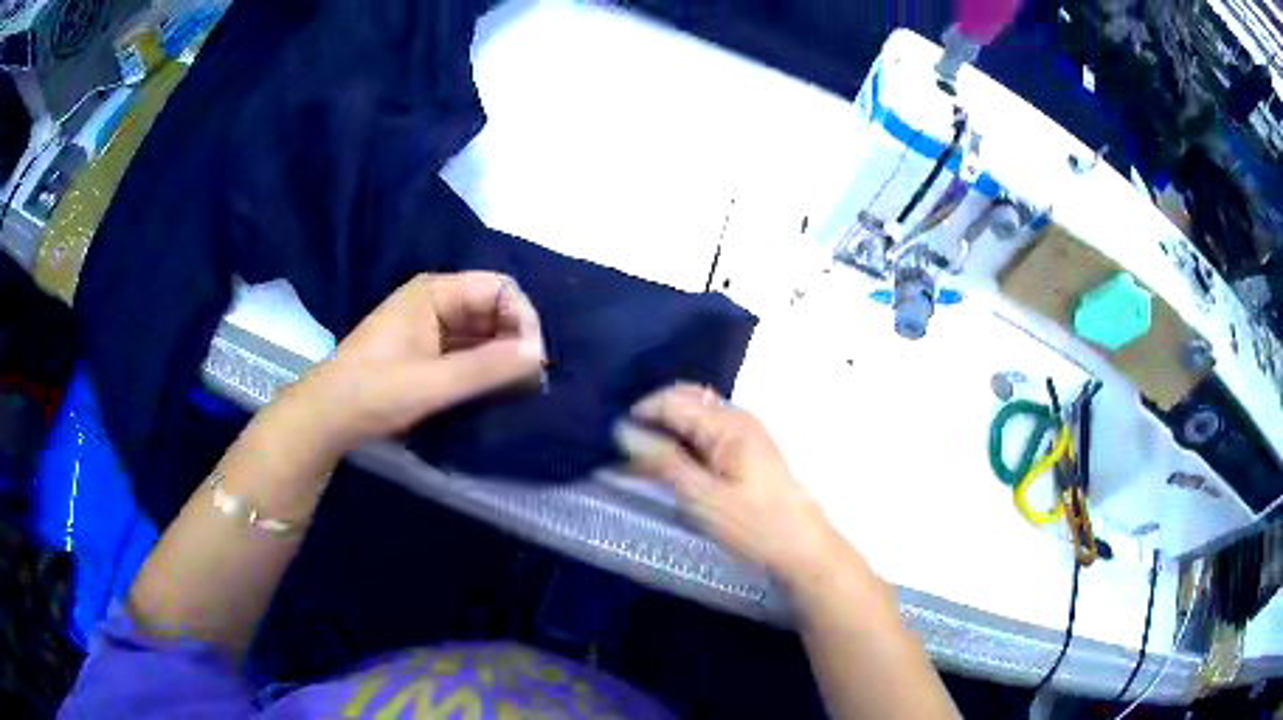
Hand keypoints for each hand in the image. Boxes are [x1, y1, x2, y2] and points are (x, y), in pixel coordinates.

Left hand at [291, 272, 545, 449]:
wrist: (329, 418)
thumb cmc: (374, 392)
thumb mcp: (432, 382)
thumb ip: (487, 367)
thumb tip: (539, 355)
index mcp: (435, 291)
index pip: (499, 289)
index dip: (523, 319)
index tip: (534, 360)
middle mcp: (437, 301)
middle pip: (494, 309)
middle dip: (516, 339)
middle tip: (531, 381)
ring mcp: (431, 327)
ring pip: (483, 333)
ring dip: (503, 356)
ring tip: (520, 389)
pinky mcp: (428, 352)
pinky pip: (468, 351)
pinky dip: (486, 368)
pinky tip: (498, 390)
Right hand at [615, 384, 841, 584]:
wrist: (803, 548)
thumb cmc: (754, 525)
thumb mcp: (702, 498)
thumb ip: (663, 461)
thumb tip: (625, 430)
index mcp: (728, 423)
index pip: (673, 400)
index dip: (640, 414)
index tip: (612, 440)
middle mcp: (738, 417)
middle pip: (686, 400)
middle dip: (653, 417)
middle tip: (625, 448)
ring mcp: (746, 432)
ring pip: (697, 415)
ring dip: (668, 430)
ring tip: (642, 458)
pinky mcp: (749, 450)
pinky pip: (708, 432)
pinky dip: (685, 441)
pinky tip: (672, 464)